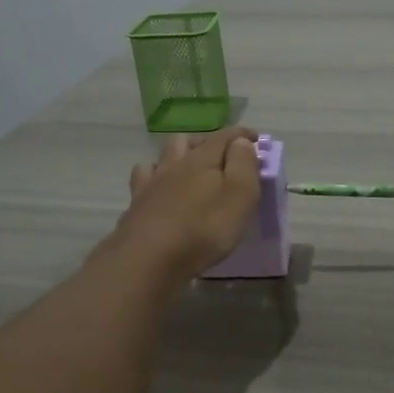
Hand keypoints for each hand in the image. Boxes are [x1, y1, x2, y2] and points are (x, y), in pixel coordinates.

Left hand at [107, 127, 261, 284]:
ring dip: (179, 155)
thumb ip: (244, 164)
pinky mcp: (136, 203)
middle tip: (222, 158)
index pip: (225, 136)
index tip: (256, 139)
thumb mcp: (240, 196)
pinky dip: (154, 176)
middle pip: (189, 141)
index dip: (243, 135)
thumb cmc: (204, 228)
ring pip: (164, 155)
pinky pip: (144, 177)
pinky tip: (159, 187)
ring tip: (190, 169)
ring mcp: (152, 182)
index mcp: (203, 159)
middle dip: (208, 142)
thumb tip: (242, 141)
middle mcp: (175, 164)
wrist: (149, 257)